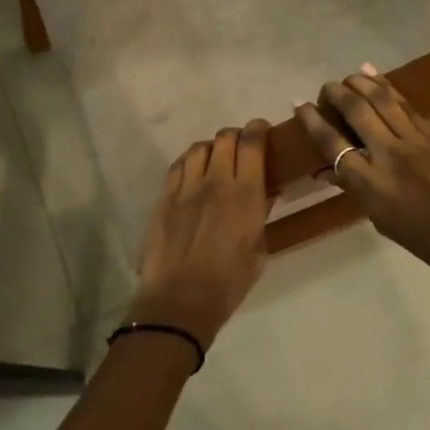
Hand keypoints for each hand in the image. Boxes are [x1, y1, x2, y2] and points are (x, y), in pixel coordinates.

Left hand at [130, 121, 273, 347]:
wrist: (180, 300)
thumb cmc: (228, 283)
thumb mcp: (258, 251)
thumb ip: (260, 216)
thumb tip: (264, 195)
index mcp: (246, 194)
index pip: (252, 144)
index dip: (258, 129)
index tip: (262, 130)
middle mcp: (216, 181)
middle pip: (225, 138)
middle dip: (236, 136)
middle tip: (242, 147)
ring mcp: (186, 187)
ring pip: (199, 148)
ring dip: (212, 147)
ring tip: (216, 158)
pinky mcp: (165, 197)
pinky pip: (178, 166)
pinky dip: (189, 161)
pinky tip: (193, 171)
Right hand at [295, 68, 429, 301]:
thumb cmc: (429, 244)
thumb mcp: (383, 222)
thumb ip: (355, 190)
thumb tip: (328, 172)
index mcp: (371, 185)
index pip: (332, 144)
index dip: (312, 121)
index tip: (299, 105)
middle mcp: (388, 155)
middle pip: (356, 111)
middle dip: (335, 94)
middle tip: (324, 89)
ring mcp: (414, 142)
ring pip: (382, 100)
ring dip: (360, 83)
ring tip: (347, 77)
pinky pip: (405, 106)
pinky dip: (388, 88)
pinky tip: (375, 77)